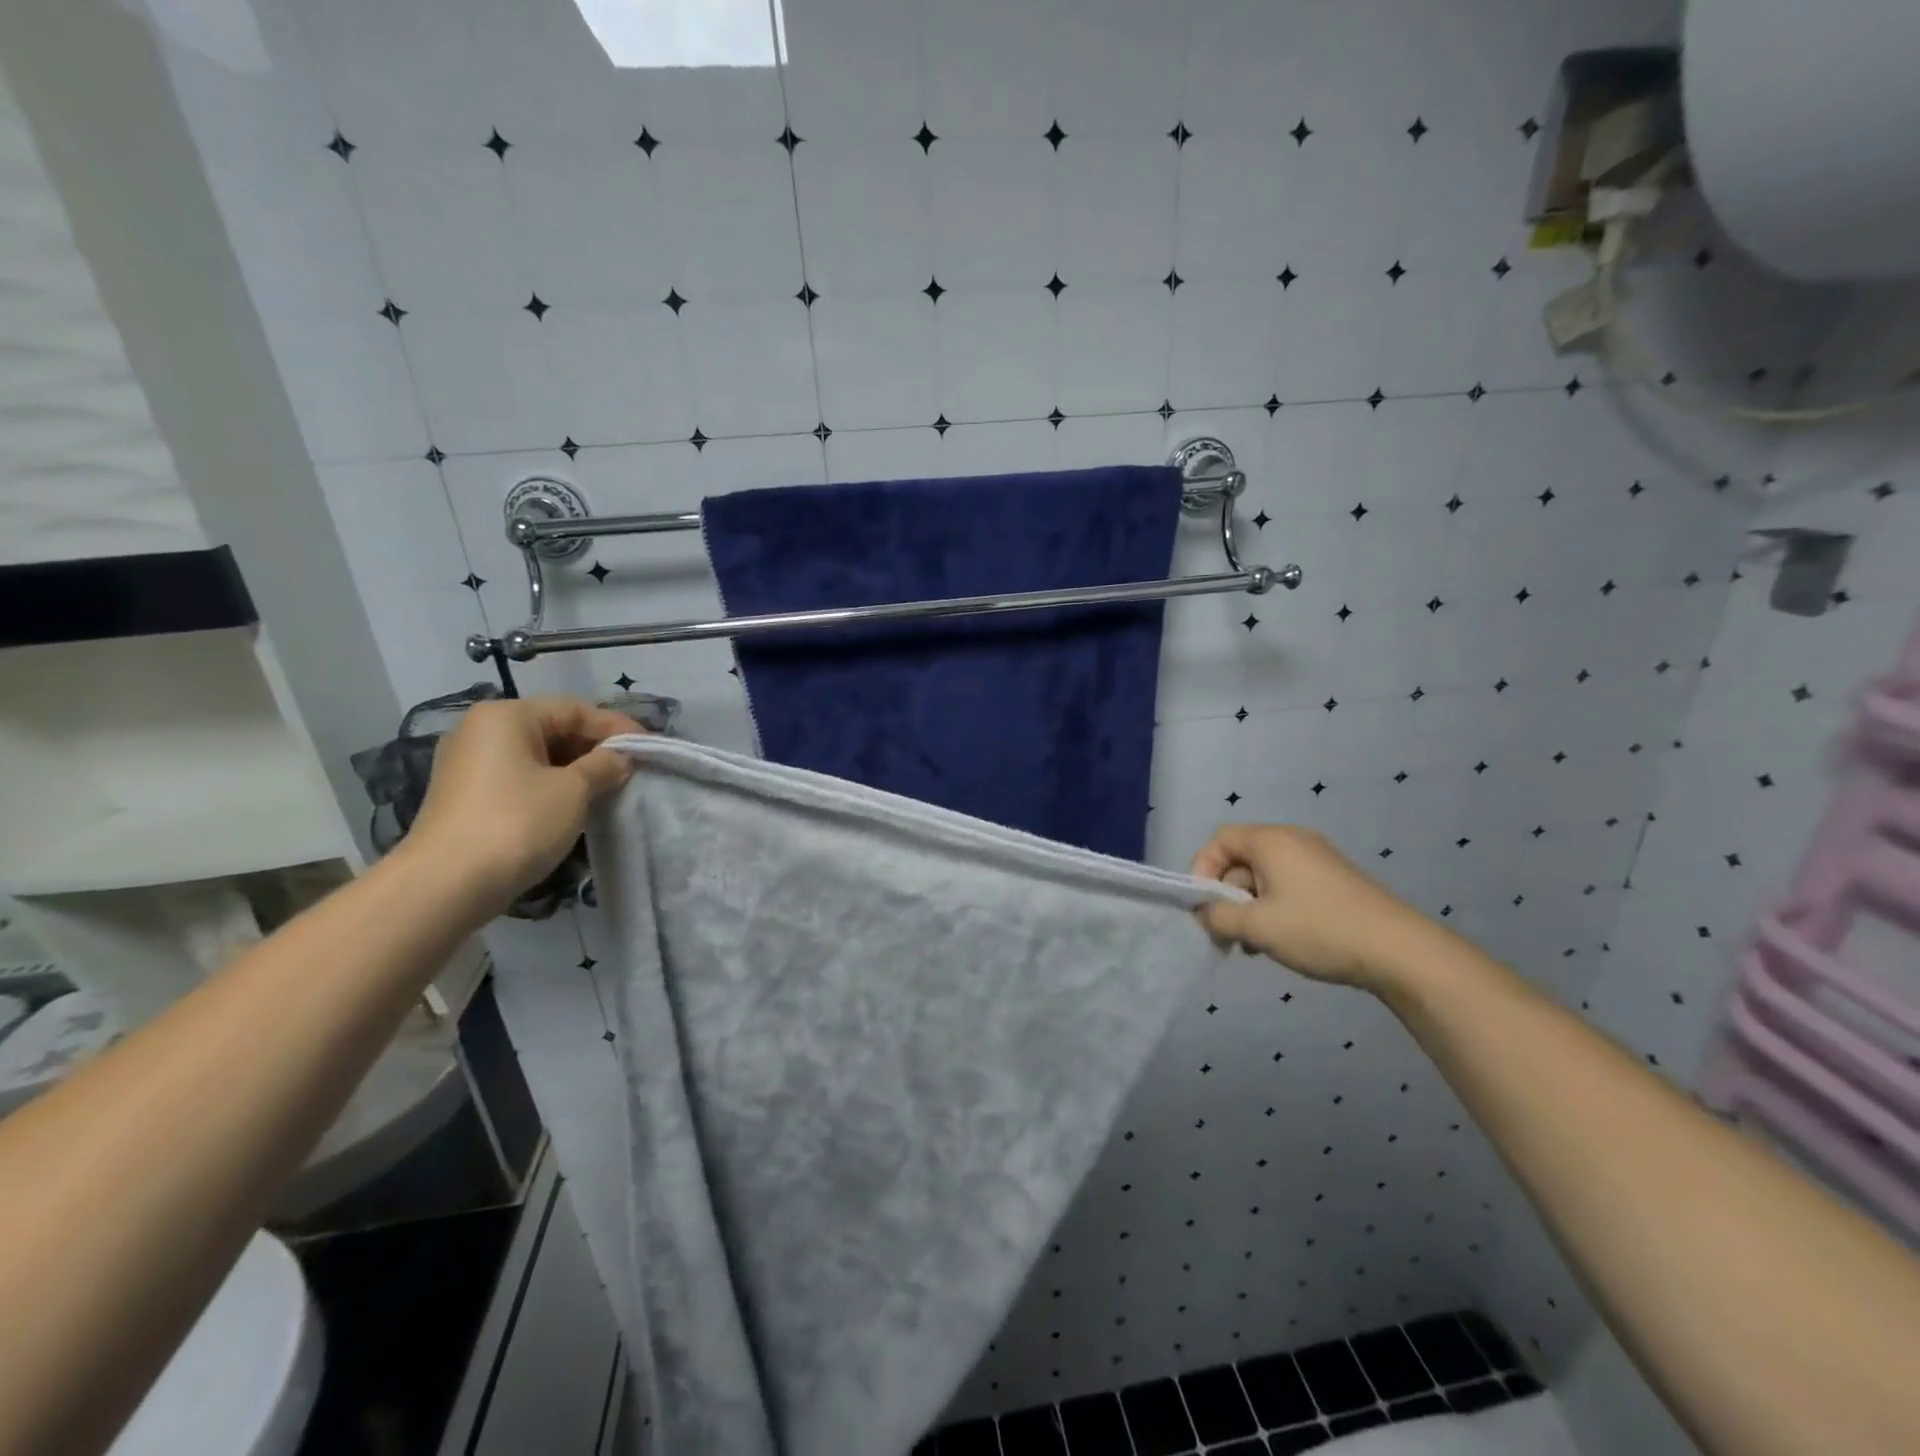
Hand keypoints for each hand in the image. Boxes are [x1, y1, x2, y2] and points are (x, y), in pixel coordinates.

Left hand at [405, 696, 639, 912]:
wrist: (446, 885)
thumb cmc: (517, 823)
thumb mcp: (573, 790)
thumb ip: (604, 766)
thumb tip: (621, 759)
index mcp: (506, 715)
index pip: (575, 709)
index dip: (616, 727)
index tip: (648, 748)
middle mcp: (481, 730)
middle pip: (553, 728)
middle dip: (595, 748)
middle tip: (631, 770)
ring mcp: (468, 763)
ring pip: (537, 755)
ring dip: (575, 769)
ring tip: (608, 789)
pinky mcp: (465, 795)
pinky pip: (519, 777)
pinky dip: (551, 785)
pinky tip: (574, 805)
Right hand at [1189, 824, 1435, 991]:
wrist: (1398, 951)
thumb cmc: (1318, 929)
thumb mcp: (1257, 926)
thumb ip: (1219, 917)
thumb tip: (1205, 913)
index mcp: (1271, 840)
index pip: (1220, 839)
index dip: (1203, 869)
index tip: (1204, 906)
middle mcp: (1293, 840)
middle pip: (1242, 858)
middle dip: (1227, 895)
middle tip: (1227, 933)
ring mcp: (1317, 859)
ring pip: (1265, 876)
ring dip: (1250, 907)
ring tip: (1253, 944)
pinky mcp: (1334, 880)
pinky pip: (1289, 885)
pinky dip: (1275, 908)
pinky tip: (1281, 940)